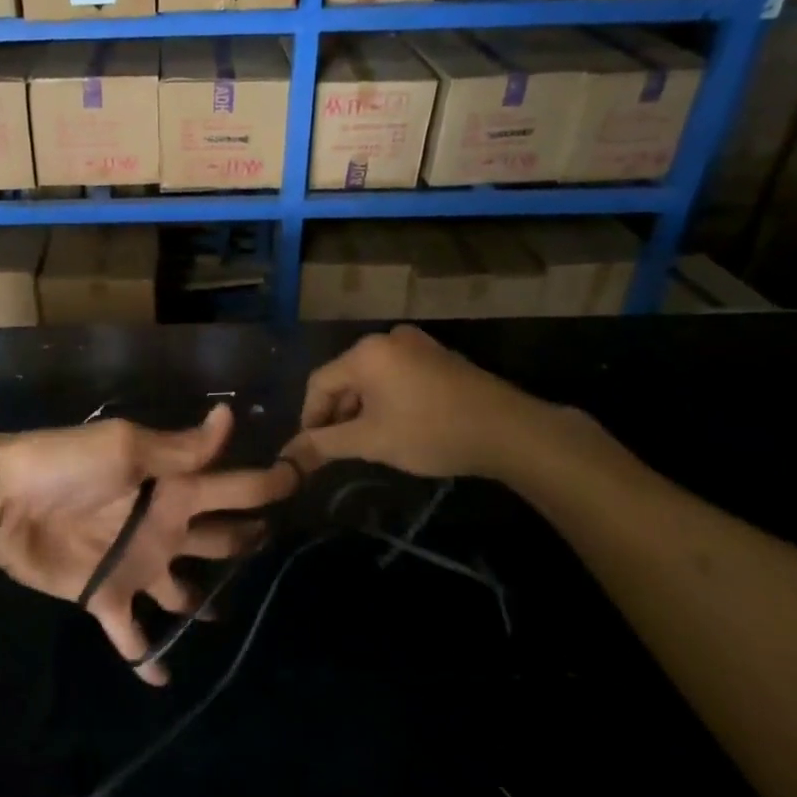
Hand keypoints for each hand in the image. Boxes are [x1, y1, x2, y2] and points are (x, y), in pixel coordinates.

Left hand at [0, 405, 297, 683]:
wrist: (1, 500)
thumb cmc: (66, 466)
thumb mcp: (126, 448)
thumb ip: (180, 448)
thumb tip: (230, 416)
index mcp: (175, 488)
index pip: (234, 486)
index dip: (268, 485)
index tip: (304, 485)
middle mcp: (166, 526)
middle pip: (221, 539)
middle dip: (249, 543)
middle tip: (279, 553)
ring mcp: (138, 564)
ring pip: (186, 591)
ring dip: (206, 605)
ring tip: (233, 619)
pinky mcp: (107, 596)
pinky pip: (133, 635)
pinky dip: (147, 658)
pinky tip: (165, 681)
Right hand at [280, 325, 555, 480]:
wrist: (509, 431)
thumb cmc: (429, 431)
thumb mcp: (370, 442)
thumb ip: (323, 445)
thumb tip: (286, 457)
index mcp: (365, 352)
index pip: (318, 384)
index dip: (310, 419)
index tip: (313, 451)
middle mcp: (388, 339)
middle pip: (345, 378)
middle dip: (338, 415)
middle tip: (341, 450)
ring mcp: (418, 345)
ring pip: (372, 379)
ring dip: (362, 410)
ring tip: (369, 443)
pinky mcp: (439, 358)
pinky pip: (397, 377)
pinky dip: (388, 401)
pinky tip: (398, 428)